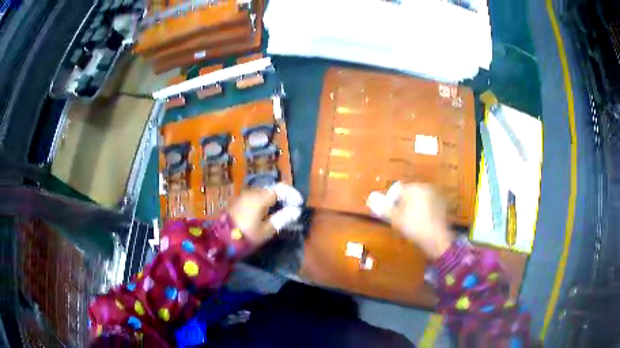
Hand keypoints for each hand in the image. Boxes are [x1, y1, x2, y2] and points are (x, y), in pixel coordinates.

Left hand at [228, 183, 302, 244]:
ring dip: (273, 199)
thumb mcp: (267, 230)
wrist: (220, 239)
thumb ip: (282, 218)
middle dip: (283, 197)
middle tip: (290, 209)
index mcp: (261, 197)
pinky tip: (265, 212)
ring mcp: (243, 195)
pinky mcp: (238, 200)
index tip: (299, 204)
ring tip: (279, 212)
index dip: (292, 194)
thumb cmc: (246, 235)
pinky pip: (254, 196)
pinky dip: (263, 201)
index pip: (281, 188)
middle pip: (272, 189)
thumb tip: (296, 211)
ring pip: (263, 192)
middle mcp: (252, 192)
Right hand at [367, 183, 454, 259]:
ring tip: (411, 222)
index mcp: (414, 188)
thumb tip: (371, 197)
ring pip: (419, 198)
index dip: (392, 202)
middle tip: (400, 219)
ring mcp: (436, 195)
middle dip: (403, 204)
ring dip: (413, 207)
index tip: (392, 215)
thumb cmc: (414, 227)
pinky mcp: (442, 204)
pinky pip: (428, 204)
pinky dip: (424, 210)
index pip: (397, 190)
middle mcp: (426, 187)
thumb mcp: (395, 219)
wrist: (437, 239)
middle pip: (408, 193)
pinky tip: (422, 222)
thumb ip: (383, 208)